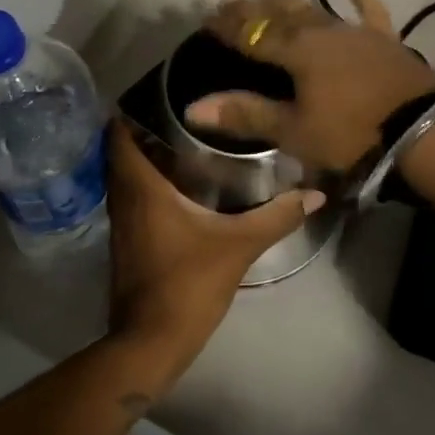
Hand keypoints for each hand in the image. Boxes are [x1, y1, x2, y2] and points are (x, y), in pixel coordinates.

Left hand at [105, 121, 323, 385]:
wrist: (150, 342)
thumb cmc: (188, 284)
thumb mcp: (238, 246)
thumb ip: (276, 217)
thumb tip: (315, 194)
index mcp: (141, 187)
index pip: (119, 133)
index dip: (133, 109)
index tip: (161, 93)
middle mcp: (123, 198)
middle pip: (121, 150)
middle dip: (144, 129)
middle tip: (181, 112)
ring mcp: (120, 222)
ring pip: (125, 176)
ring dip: (145, 157)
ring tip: (184, 140)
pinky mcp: (126, 242)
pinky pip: (131, 197)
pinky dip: (147, 183)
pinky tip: (179, 185)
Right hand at [188, 0, 434, 174]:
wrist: (422, 132)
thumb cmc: (351, 134)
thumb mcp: (294, 130)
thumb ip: (245, 114)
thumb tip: (193, 107)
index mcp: (297, 51)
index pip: (252, 33)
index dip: (228, 26)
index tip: (208, 17)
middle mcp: (322, 31)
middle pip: (281, 14)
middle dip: (253, 9)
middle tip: (232, 3)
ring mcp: (355, 32)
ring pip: (315, 10)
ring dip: (289, 4)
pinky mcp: (385, 40)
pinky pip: (370, 12)